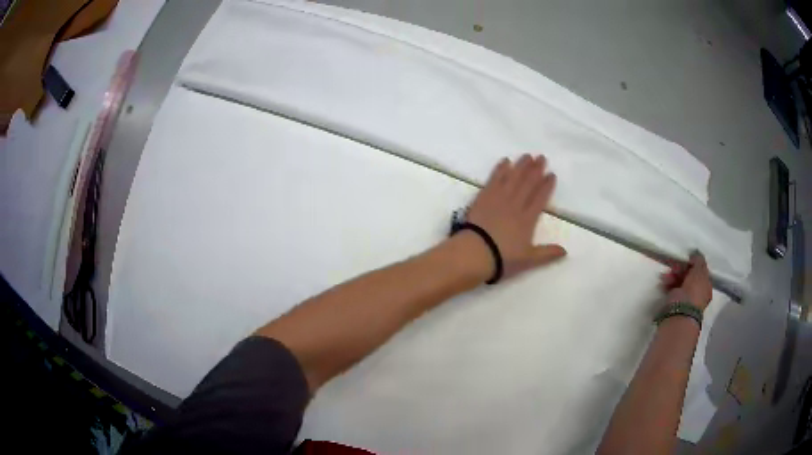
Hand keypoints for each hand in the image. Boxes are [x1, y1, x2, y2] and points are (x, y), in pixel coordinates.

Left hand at [465, 154, 566, 278]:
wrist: (475, 253)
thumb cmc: (502, 258)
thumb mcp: (529, 260)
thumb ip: (547, 253)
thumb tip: (566, 251)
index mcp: (528, 219)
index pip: (540, 198)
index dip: (547, 185)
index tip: (552, 174)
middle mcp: (515, 205)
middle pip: (527, 183)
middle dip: (536, 169)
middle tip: (542, 157)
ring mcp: (498, 199)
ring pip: (513, 178)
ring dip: (521, 166)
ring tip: (527, 155)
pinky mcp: (483, 197)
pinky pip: (494, 179)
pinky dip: (500, 169)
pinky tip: (505, 161)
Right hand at [659, 252, 712, 310]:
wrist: (679, 314)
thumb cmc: (693, 292)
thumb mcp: (699, 272)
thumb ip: (699, 261)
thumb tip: (696, 255)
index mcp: (706, 286)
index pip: (700, 271)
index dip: (692, 264)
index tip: (685, 260)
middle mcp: (698, 294)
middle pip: (689, 276)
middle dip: (680, 270)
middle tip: (673, 267)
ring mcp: (686, 299)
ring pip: (680, 282)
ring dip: (673, 276)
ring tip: (666, 277)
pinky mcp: (675, 304)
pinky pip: (672, 290)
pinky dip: (668, 284)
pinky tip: (664, 283)